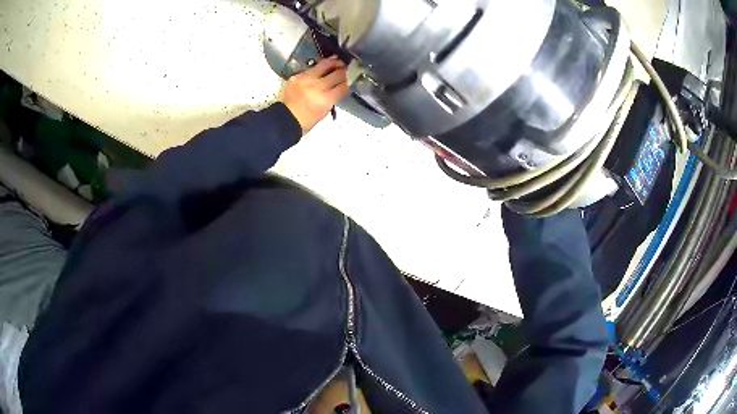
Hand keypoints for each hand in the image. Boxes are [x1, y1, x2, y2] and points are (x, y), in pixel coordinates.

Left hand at [281, 57, 349, 134]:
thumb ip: (333, 98)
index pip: (344, 87)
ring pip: (325, 64)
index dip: (349, 83)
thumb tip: (339, 87)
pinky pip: (311, 68)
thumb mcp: (324, 112)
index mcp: (325, 100)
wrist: (284, 119)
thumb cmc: (305, 121)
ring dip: (334, 63)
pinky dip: (318, 68)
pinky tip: (321, 69)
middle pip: (338, 73)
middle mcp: (317, 87)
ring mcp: (306, 79)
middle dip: (345, 71)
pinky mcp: (297, 76)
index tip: (351, 80)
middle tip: (347, 69)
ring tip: (338, 62)